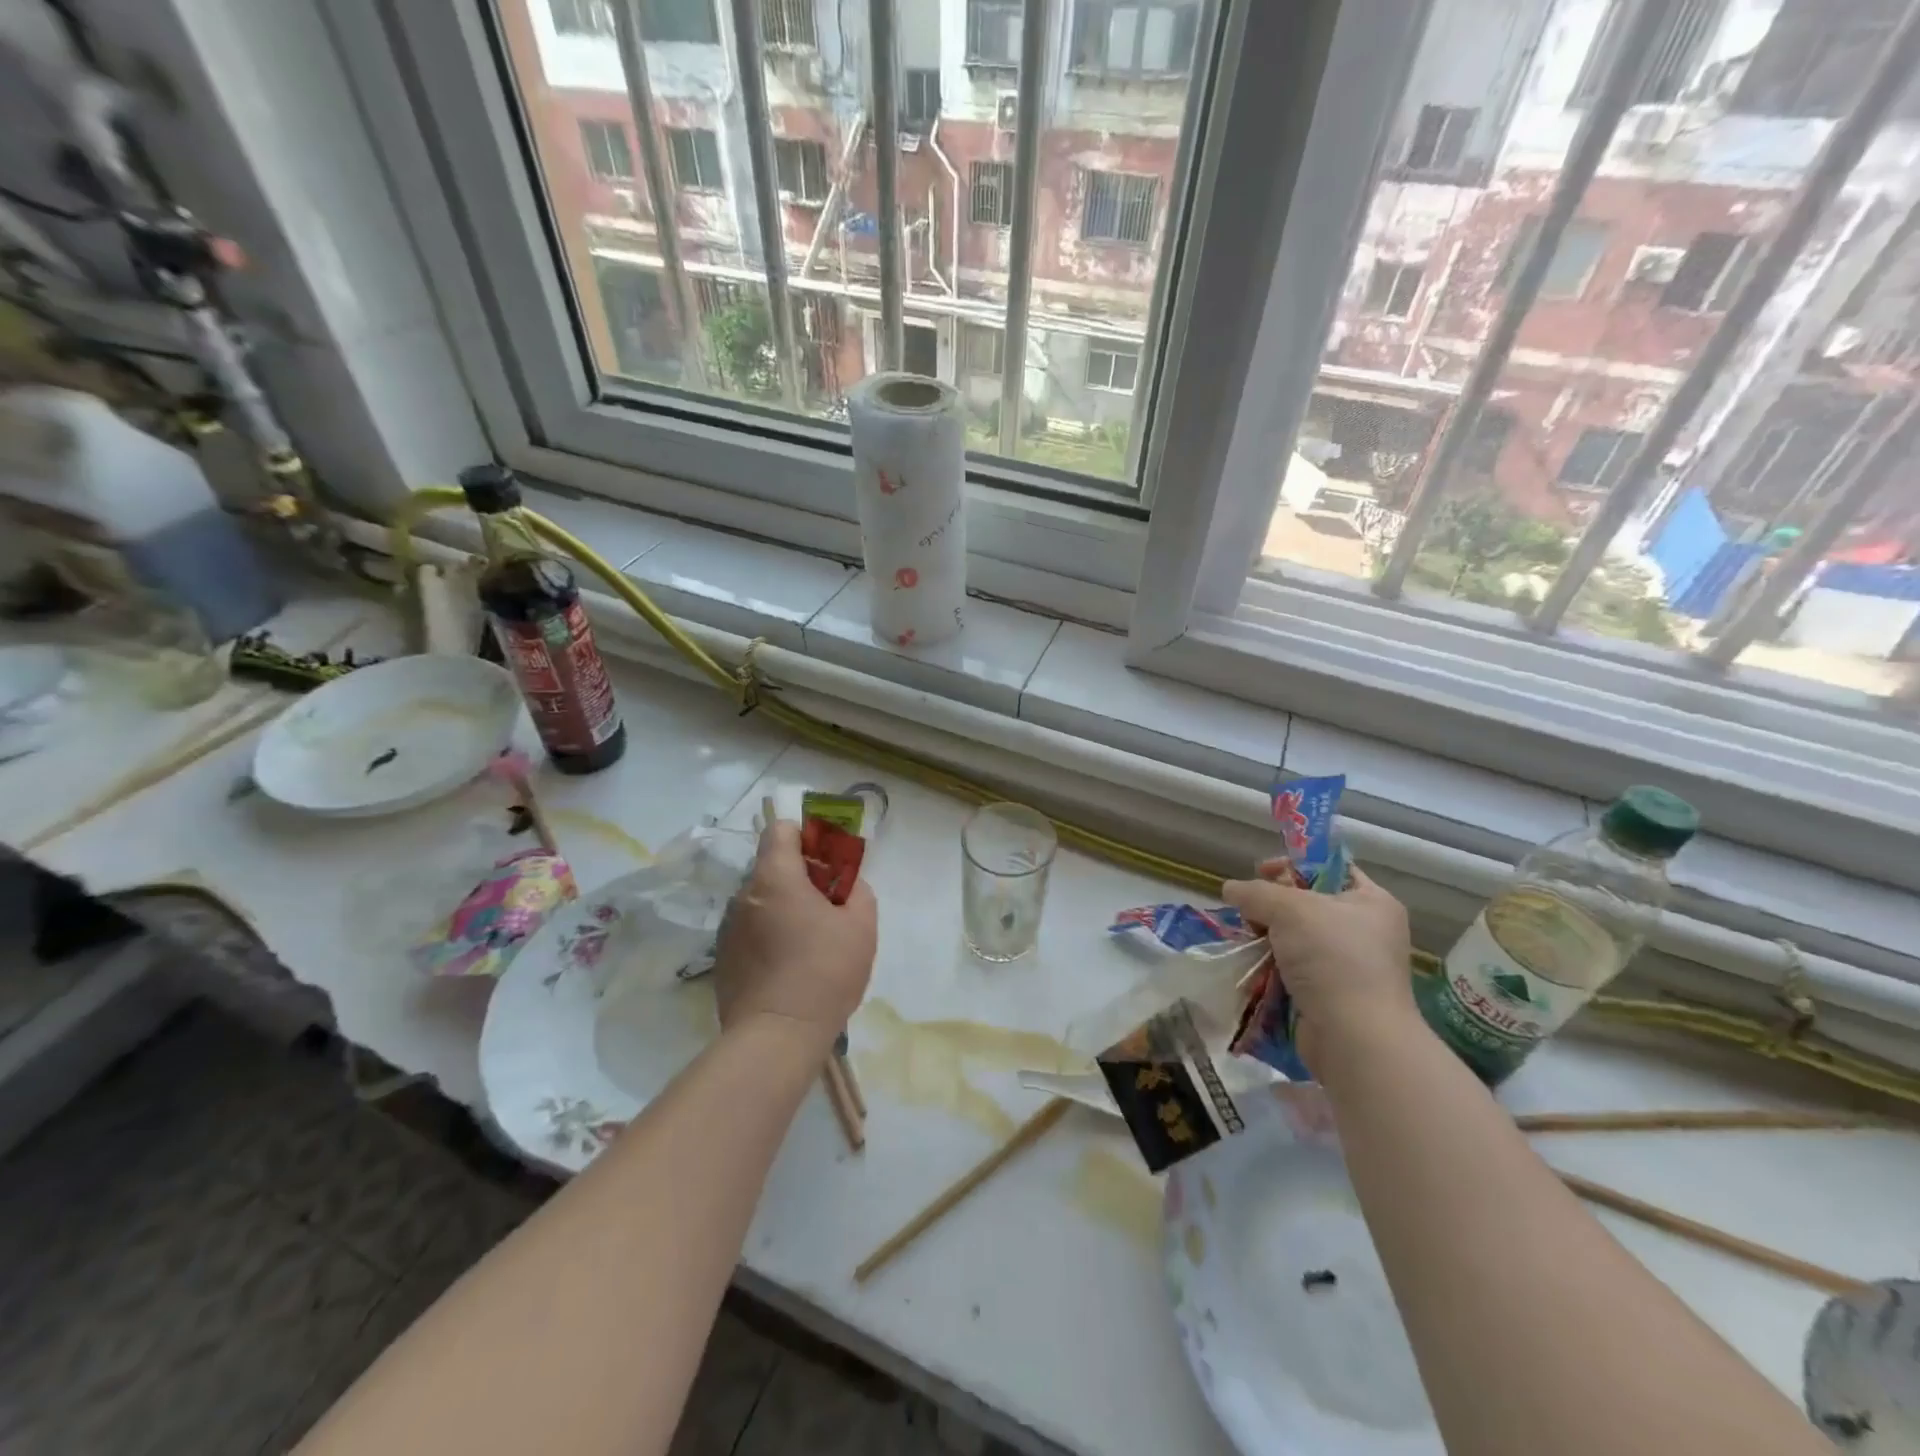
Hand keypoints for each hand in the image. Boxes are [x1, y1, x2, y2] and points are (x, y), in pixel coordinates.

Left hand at [713, 819, 876, 1053]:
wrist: (776, 1037)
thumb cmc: (824, 972)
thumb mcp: (862, 926)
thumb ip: (858, 891)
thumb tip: (847, 887)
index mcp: (775, 878)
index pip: (780, 830)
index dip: (806, 837)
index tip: (828, 862)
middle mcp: (744, 895)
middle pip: (772, 868)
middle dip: (801, 878)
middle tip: (829, 908)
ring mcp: (728, 929)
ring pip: (761, 902)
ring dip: (783, 910)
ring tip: (809, 944)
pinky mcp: (722, 960)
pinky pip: (750, 932)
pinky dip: (769, 937)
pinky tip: (789, 968)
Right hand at [1222, 860, 1420, 1066]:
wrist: (1355, 1037)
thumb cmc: (1333, 958)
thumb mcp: (1290, 909)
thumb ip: (1256, 892)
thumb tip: (1230, 889)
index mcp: (1372, 902)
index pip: (1330, 868)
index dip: (1294, 865)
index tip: (1260, 872)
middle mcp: (1366, 931)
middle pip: (1307, 903)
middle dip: (1272, 905)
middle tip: (1250, 911)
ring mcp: (1350, 966)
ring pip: (1296, 938)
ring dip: (1267, 937)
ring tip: (1246, 940)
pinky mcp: (1331, 995)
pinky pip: (1293, 968)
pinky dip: (1271, 965)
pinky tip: (1252, 966)